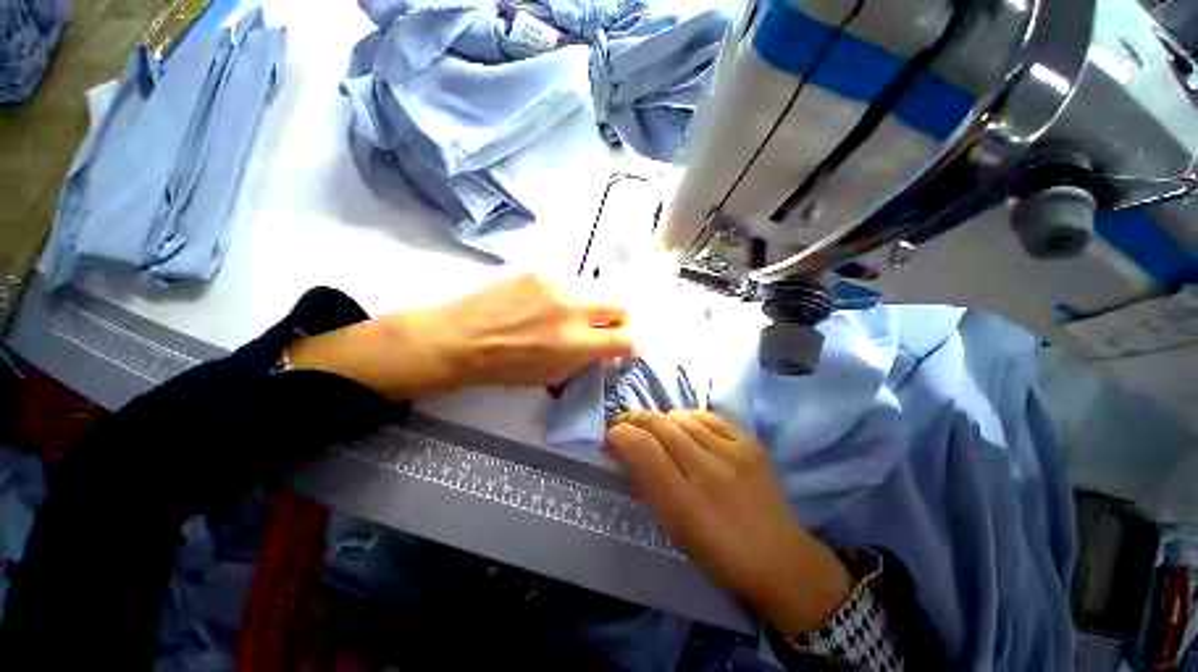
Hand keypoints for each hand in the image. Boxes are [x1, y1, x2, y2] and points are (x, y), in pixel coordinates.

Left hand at [289, 274, 632, 400]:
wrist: (460, 337)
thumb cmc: (504, 367)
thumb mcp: (550, 376)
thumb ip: (585, 362)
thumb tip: (608, 351)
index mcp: (574, 342)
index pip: (626, 338)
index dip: (632, 345)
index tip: (625, 347)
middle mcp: (572, 308)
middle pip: (622, 305)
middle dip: (623, 320)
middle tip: (610, 329)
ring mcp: (557, 284)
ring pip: (598, 290)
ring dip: (597, 306)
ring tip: (579, 317)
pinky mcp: (541, 271)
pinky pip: (573, 283)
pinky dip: (574, 296)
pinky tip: (555, 305)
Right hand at [606, 410, 853, 637]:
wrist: (780, 558)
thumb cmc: (717, 553)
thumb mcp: (672, 527)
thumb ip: (646, 484)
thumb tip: (625, 450)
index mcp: (683, 500)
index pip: (641, 447)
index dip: (620, 433)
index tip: (612, 435)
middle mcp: (707, 468)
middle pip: (659, 424)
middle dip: (634, 419)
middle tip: (626, 424)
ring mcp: (732, 451)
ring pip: (681, 416)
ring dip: (661, 420)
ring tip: (658, 430)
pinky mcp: (750, 442)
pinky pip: (707, 416)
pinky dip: (689, 419)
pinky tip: (687, 429)